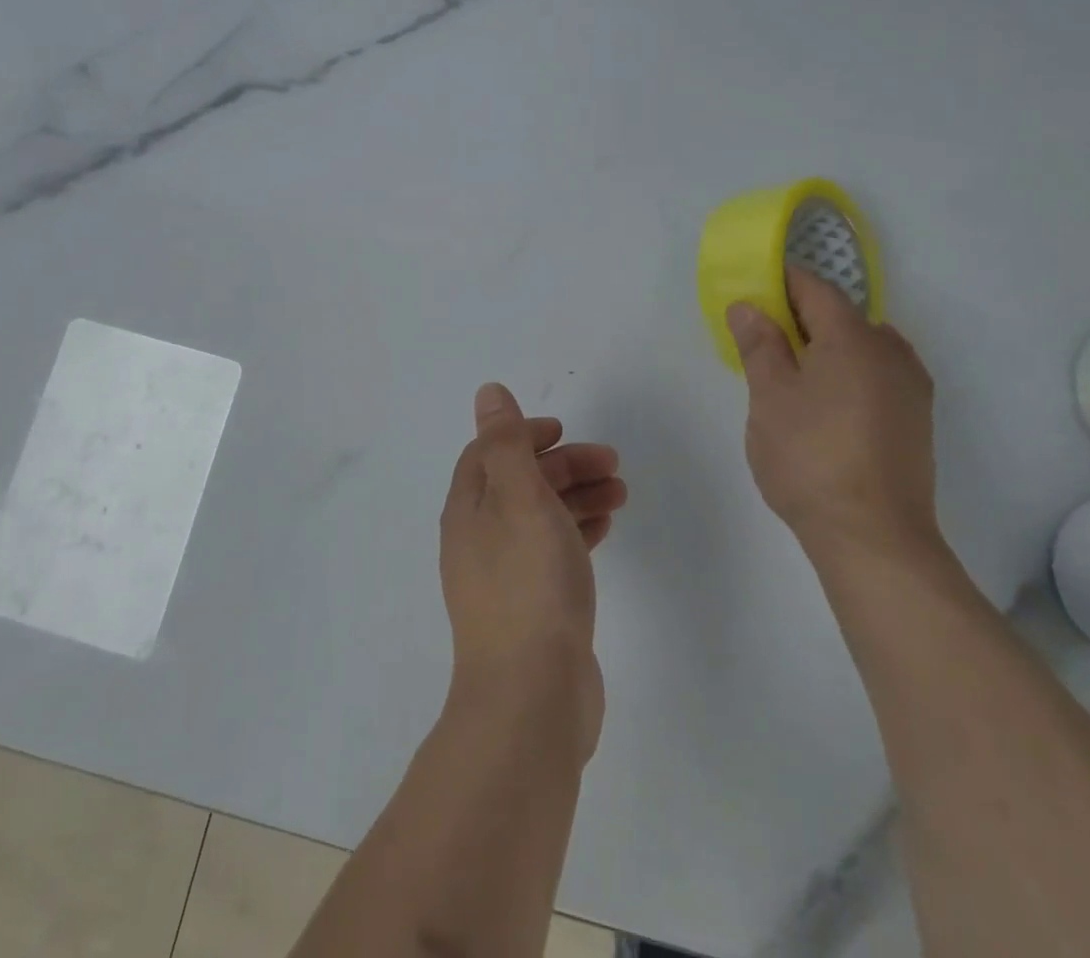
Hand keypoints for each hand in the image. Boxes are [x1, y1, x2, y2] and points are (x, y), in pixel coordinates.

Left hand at [439, 382, 626, 760]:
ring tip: (620, 492)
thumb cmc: (528, 583)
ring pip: (540, 518)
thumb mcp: (519, 497)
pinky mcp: (532, 608)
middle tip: (611, 463)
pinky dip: (576, 532)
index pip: (489, 454)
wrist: (532, 697)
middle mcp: (479, 539)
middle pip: (520, 484)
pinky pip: (553, 553)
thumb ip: (505, 442)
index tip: (563, 430)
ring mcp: (504, 577)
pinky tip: (605, 530)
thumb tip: (487, 392)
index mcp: (468, 510)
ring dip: (577, 496)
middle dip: (563, 465)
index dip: (524, 434)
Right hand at [725, 268, 940, 569]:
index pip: (815, 288)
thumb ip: (759, 344)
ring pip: (861, 347)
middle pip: (841, 316)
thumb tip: (748, 305)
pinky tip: (826, 407)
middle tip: (760, 343)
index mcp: (854, 337)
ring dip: (826, 348)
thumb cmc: (810, 457)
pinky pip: (877, 375)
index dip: (780, 284)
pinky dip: (848, 374)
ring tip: (791, 378)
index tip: (750, 294)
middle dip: (799, 319)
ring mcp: (911, 387)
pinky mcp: (917, 420)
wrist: (874, 537)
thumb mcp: (769, 397)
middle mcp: (891, 351)